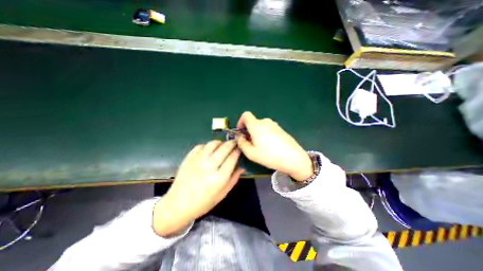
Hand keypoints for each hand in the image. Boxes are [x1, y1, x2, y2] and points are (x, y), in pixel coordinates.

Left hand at [152, 141, 243, 235]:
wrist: (178, 205)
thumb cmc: (203, 202)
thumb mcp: (222, 194)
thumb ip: (234, 179)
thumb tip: (242, 167)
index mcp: (219, 178)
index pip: (232, 158)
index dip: (237, 151)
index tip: (239, 149)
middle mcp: (209, 167)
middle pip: (224, 149)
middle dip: (231, 143)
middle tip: (234, 142)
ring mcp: (197, 161)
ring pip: (212, 144)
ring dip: (220, 142)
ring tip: (222, 144)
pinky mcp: (189, 158)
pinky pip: (200, 146)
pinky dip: (207, 145)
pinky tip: (209, 149)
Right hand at [235, 112, 310, 182]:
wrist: (294, 158)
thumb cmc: (270, 156)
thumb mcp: (251, 153)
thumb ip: (242, 144)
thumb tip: (240, 137)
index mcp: (257, 125)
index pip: (246, 115)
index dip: (241, 121)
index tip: (241, 131)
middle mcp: (266, 122)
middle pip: (253, 122)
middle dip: (249, 131)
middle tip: (250, 144)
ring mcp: (275, 125)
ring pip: (261, 126)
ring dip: (257, 133)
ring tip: (260, 146)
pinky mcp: (281, 129)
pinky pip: (269, 129)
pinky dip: (265, 134)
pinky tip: (270, 146)